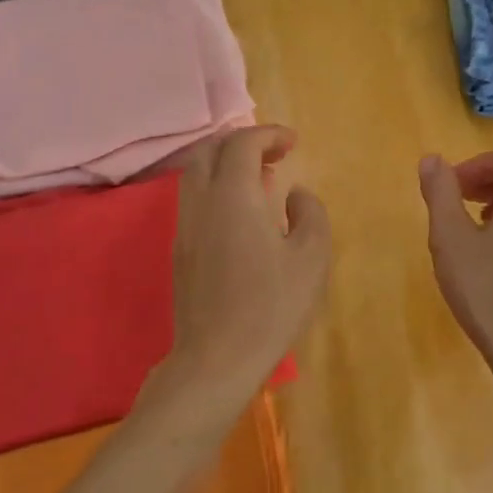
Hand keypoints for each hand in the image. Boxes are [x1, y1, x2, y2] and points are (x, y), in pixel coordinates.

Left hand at [167, 126, 329, 399]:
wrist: (216, 359)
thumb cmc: (271, 306)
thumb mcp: (311, 258)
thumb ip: (310, 214)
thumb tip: (295, 195)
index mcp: (233, 196)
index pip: (242, 143)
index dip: (268, 134)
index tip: (293, 142)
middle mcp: (201, 203)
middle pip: (210, 150)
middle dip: (242, 141)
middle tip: (275, 153)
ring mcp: (185, 227)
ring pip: (196, 174)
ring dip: (226, 164)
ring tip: (261, 180)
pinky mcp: (181, 251)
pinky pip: (194, 200)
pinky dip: (217, 188)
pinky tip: (243, 214)